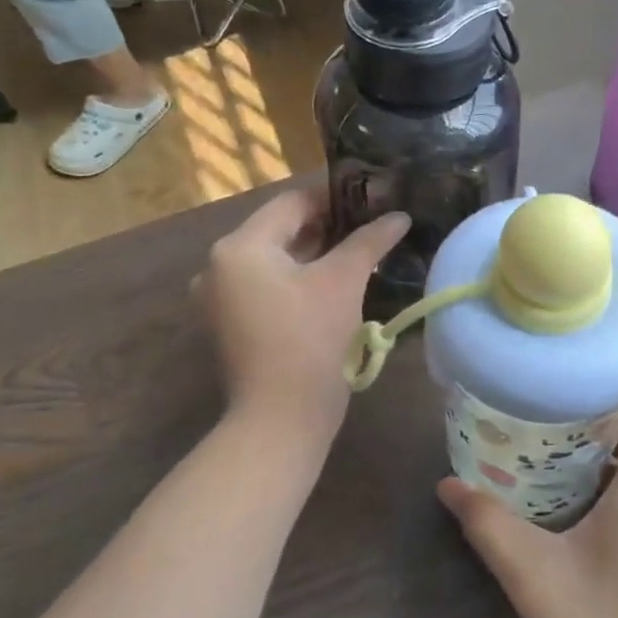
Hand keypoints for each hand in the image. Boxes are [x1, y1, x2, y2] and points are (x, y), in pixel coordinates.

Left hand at [197, 190, 408, 445]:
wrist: (280, 420)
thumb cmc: (310, 340)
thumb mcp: (343, 282)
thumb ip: (369, 241)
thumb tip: (399, 216)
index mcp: (239, 246)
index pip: (291, 203)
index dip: (334, 197)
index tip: (371, 198)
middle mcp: (218, 264)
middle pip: (280, 229)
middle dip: (325, 226)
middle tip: (369, 225)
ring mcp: (219, 297)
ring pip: (273, 258)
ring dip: (313, 252)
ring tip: (357, 251)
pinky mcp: (229, 322)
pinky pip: (265, 284)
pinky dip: (295, 278)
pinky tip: (330, 283)